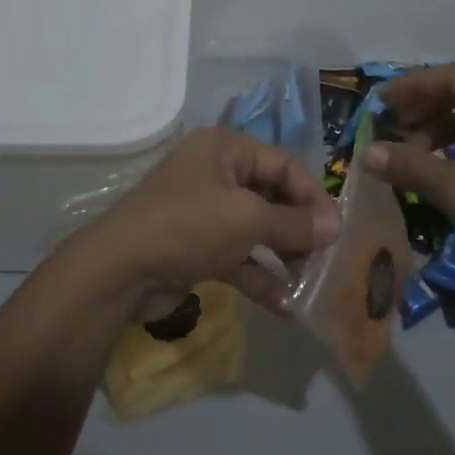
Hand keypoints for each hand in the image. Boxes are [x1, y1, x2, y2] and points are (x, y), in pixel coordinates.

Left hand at [82, 128, 339, 319]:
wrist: (118, 271)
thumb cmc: (187, 227)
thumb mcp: (246, 220)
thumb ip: (293, 223)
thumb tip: (334, 227)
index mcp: (225, 149)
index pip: (284, 165)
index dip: (312, 196)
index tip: (336, 231)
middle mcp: (216, 174)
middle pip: (272, 197)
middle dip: (298, 230)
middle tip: (325, 259)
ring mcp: (205, 212)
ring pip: (257, 230)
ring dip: (283, 256)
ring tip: (309, 284)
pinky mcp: (197, 247)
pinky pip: (238, 256)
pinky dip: (260, 276)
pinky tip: (285, 305)